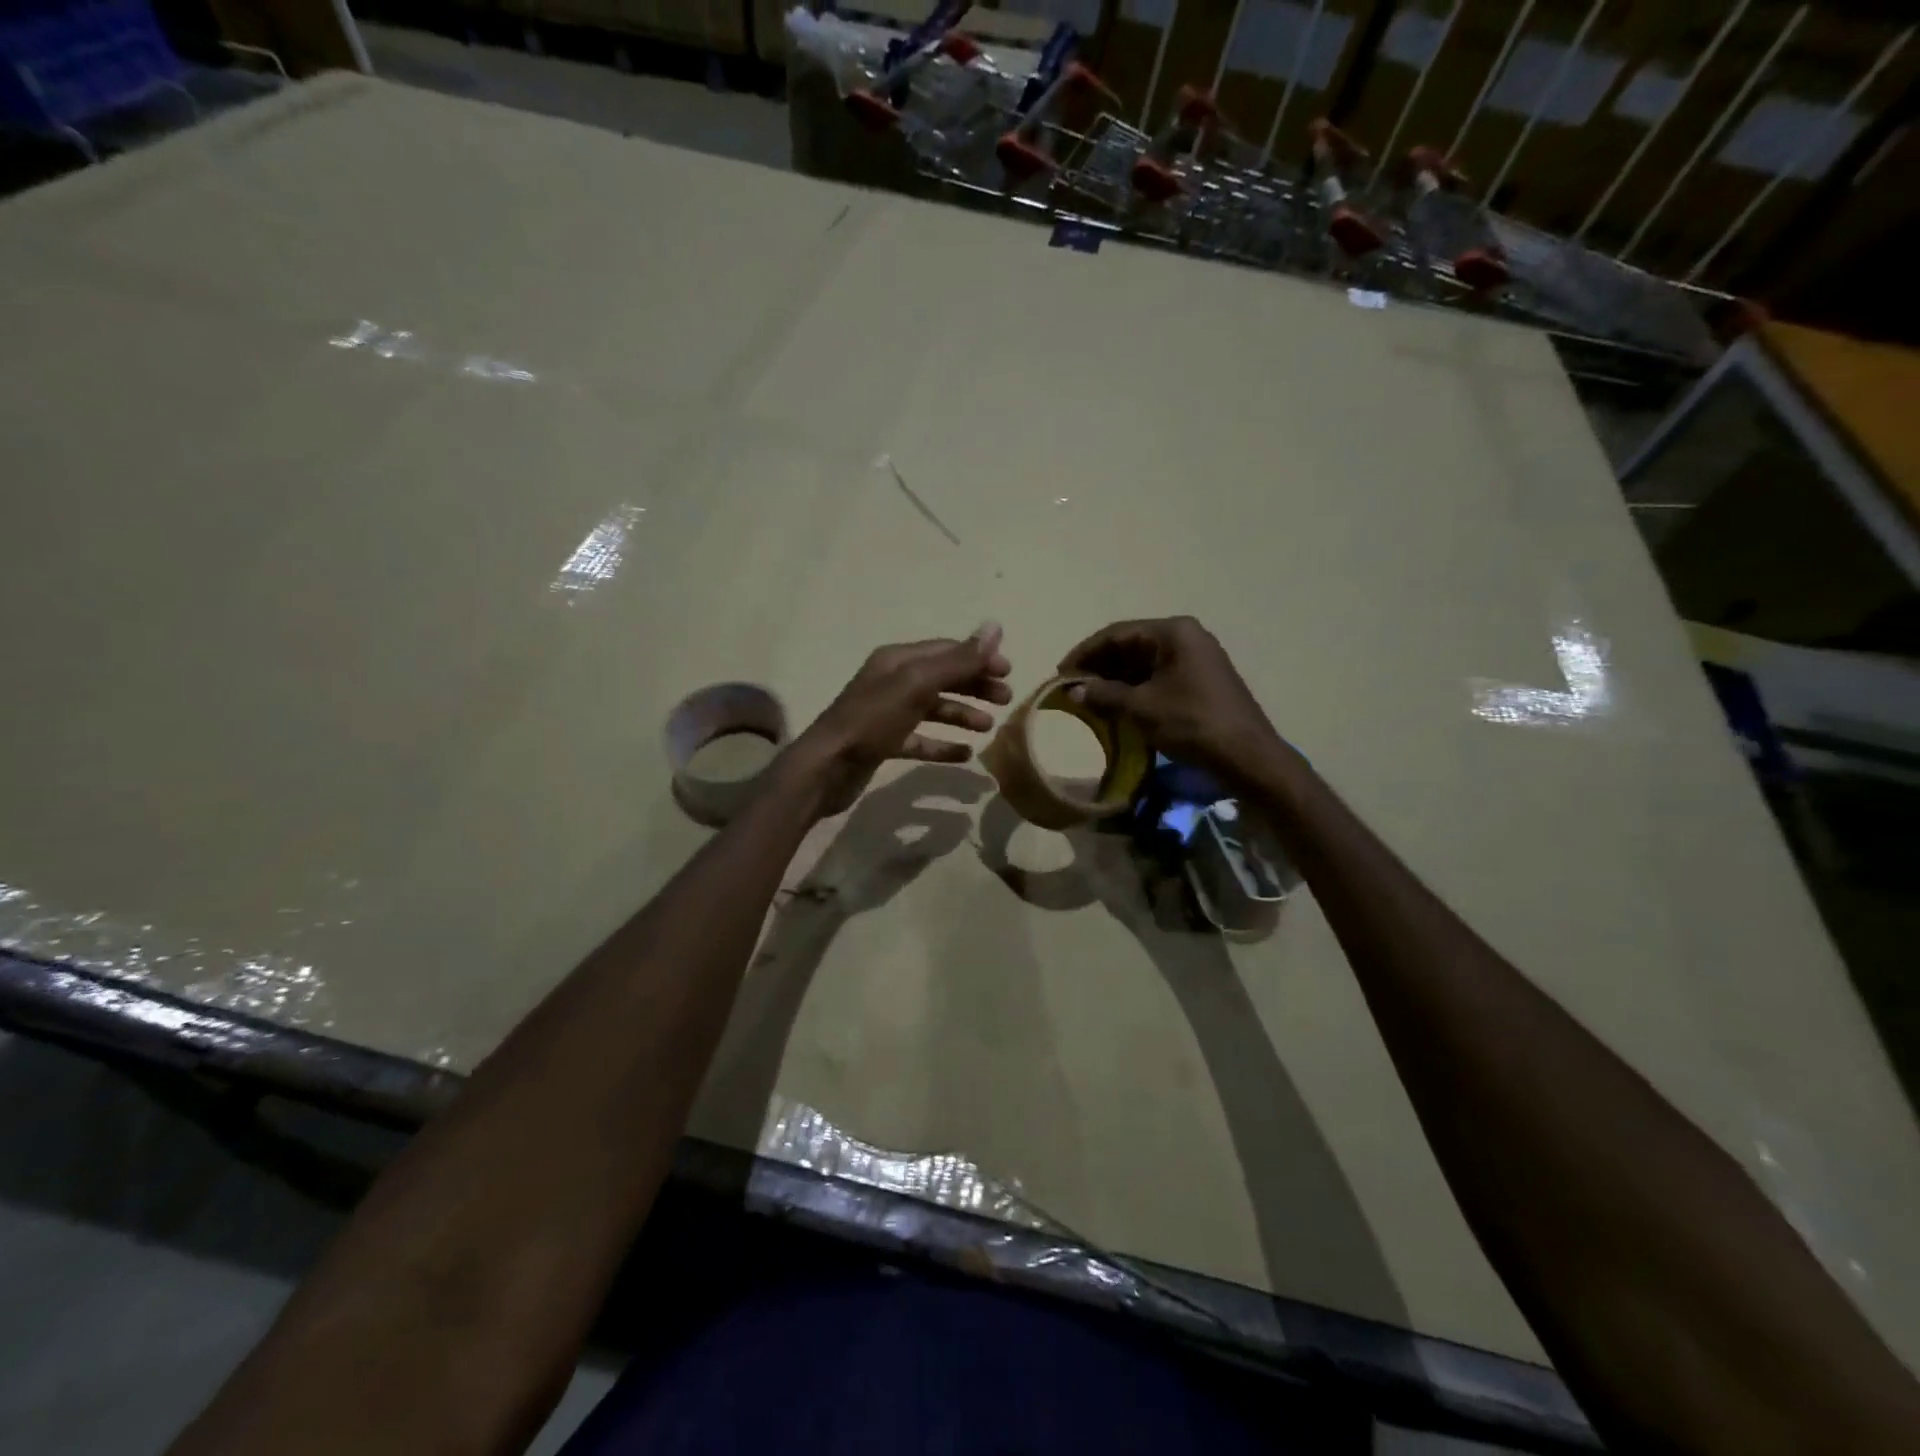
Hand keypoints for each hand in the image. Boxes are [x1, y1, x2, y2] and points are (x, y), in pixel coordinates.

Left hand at [787, 623, 1011, 816]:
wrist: (827, 767)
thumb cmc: (872, 720)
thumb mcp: (917, 684)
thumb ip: (957, 660)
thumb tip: (995, 627)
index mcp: (898, 660)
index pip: (946, 650)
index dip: (978, 658)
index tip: (1009, 673)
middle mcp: (891, 681)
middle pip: (942, 677)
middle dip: (974, 686)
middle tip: (1005, 700)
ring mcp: (887, 713)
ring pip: (933, 708)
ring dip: (962, 714)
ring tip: (988, 728)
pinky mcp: (884, 743)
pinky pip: (920, 739)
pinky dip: (943, 744)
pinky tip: (964, 754)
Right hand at [1058, 616, 1281, 783]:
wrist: (1247, 756)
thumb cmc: (1192, 723)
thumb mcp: (1142, 708)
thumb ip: (1103, 695)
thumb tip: (1072, 691)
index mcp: (1173, 632)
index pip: (1117, 634)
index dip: (1085, 653)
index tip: (1061, 674)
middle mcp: (1185, 637)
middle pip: (1130, 646)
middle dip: (1099, 667)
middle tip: (1072, 689)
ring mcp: (1195, 658)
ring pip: (1143, 663)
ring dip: (1115, 681)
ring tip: (1089, 701)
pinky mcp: (1200, 680)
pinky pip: (1157, 677)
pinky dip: (1134, 690)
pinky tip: (1117, 707)